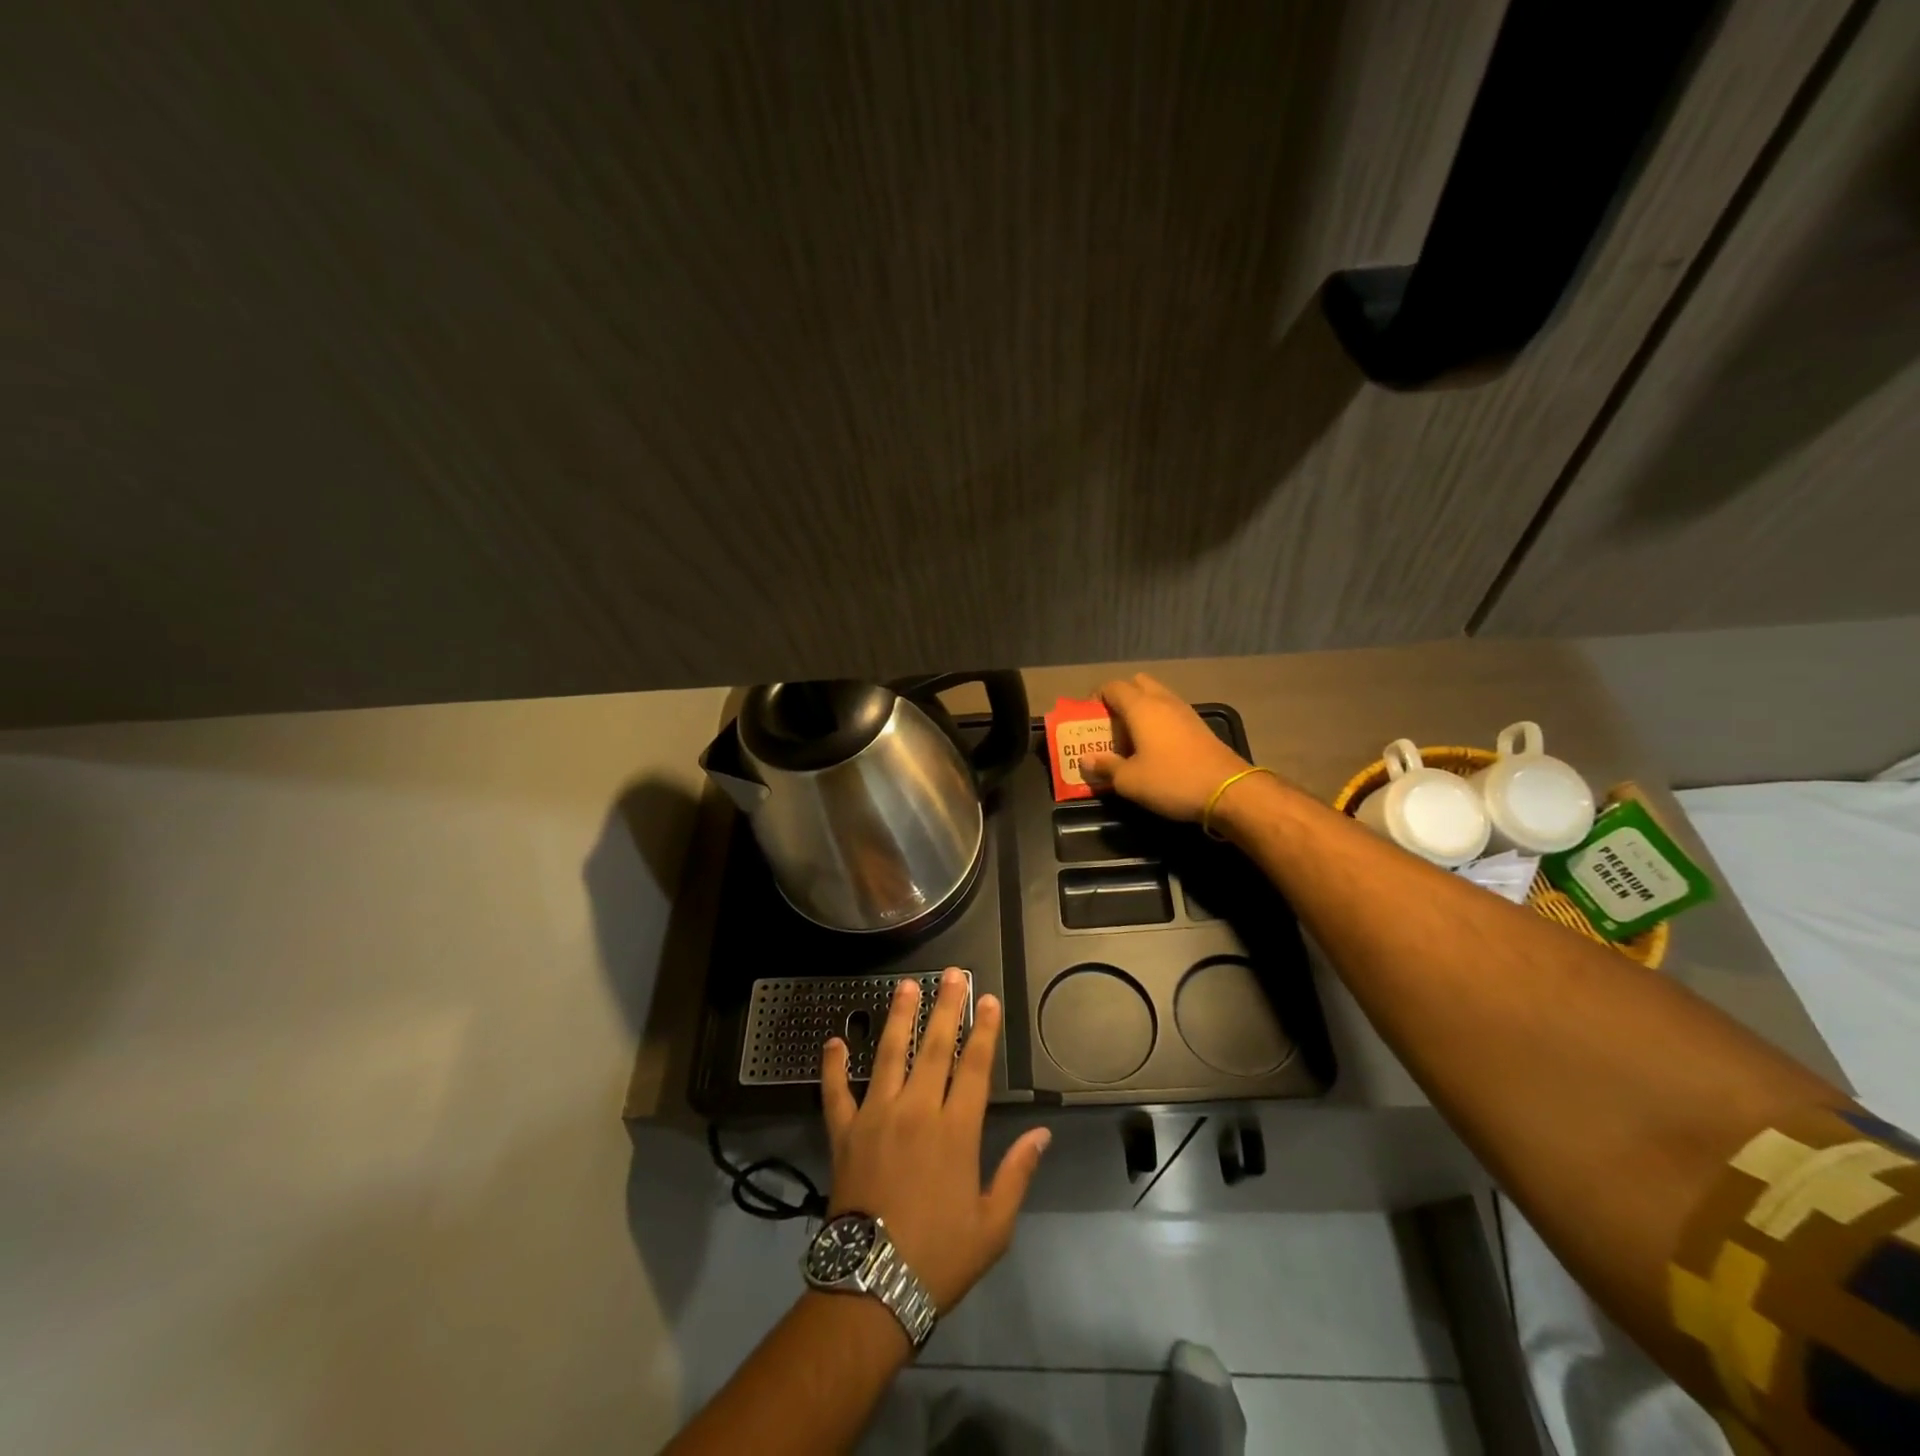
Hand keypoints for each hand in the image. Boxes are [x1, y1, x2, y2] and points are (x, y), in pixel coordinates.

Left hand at [822, 971, 1050, 1311]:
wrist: (872, 1286)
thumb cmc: (939, 1256)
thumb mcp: (994, 1224)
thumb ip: (1017, 1172)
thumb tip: (1041, 1133)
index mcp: (955, 1130)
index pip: (974, 1066)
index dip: (983, 1030)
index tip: (988, 999)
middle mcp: (916, 1110)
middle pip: (935, 1047)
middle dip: (946, 1007)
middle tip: (952, 974)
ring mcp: (876, 1116)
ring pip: (890, 1055)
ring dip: (899, 1018)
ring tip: (906, 986)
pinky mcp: (844, 1132)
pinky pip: (836, 1092)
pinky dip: (833, 1066)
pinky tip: (834, 1041)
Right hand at [1077, 673, 1254, 821]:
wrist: (1229, 791)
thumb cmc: (1172, 780)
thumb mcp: (1130, 781)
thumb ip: (1105, 767)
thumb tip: (1085, 760)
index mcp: (1141, 707)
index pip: (1112, 687)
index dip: (1096, 698)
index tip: (1087, 719)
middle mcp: (1163, 701)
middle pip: (1136, 684)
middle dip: (1120, 698)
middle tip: (1110, 725)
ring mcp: (1185, 711)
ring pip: (1156, 697)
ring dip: (1140, 710)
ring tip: (1129, 738)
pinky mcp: (1199, 726)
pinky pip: (1170, 712)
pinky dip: (1158, 721)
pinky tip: (1154, 747)